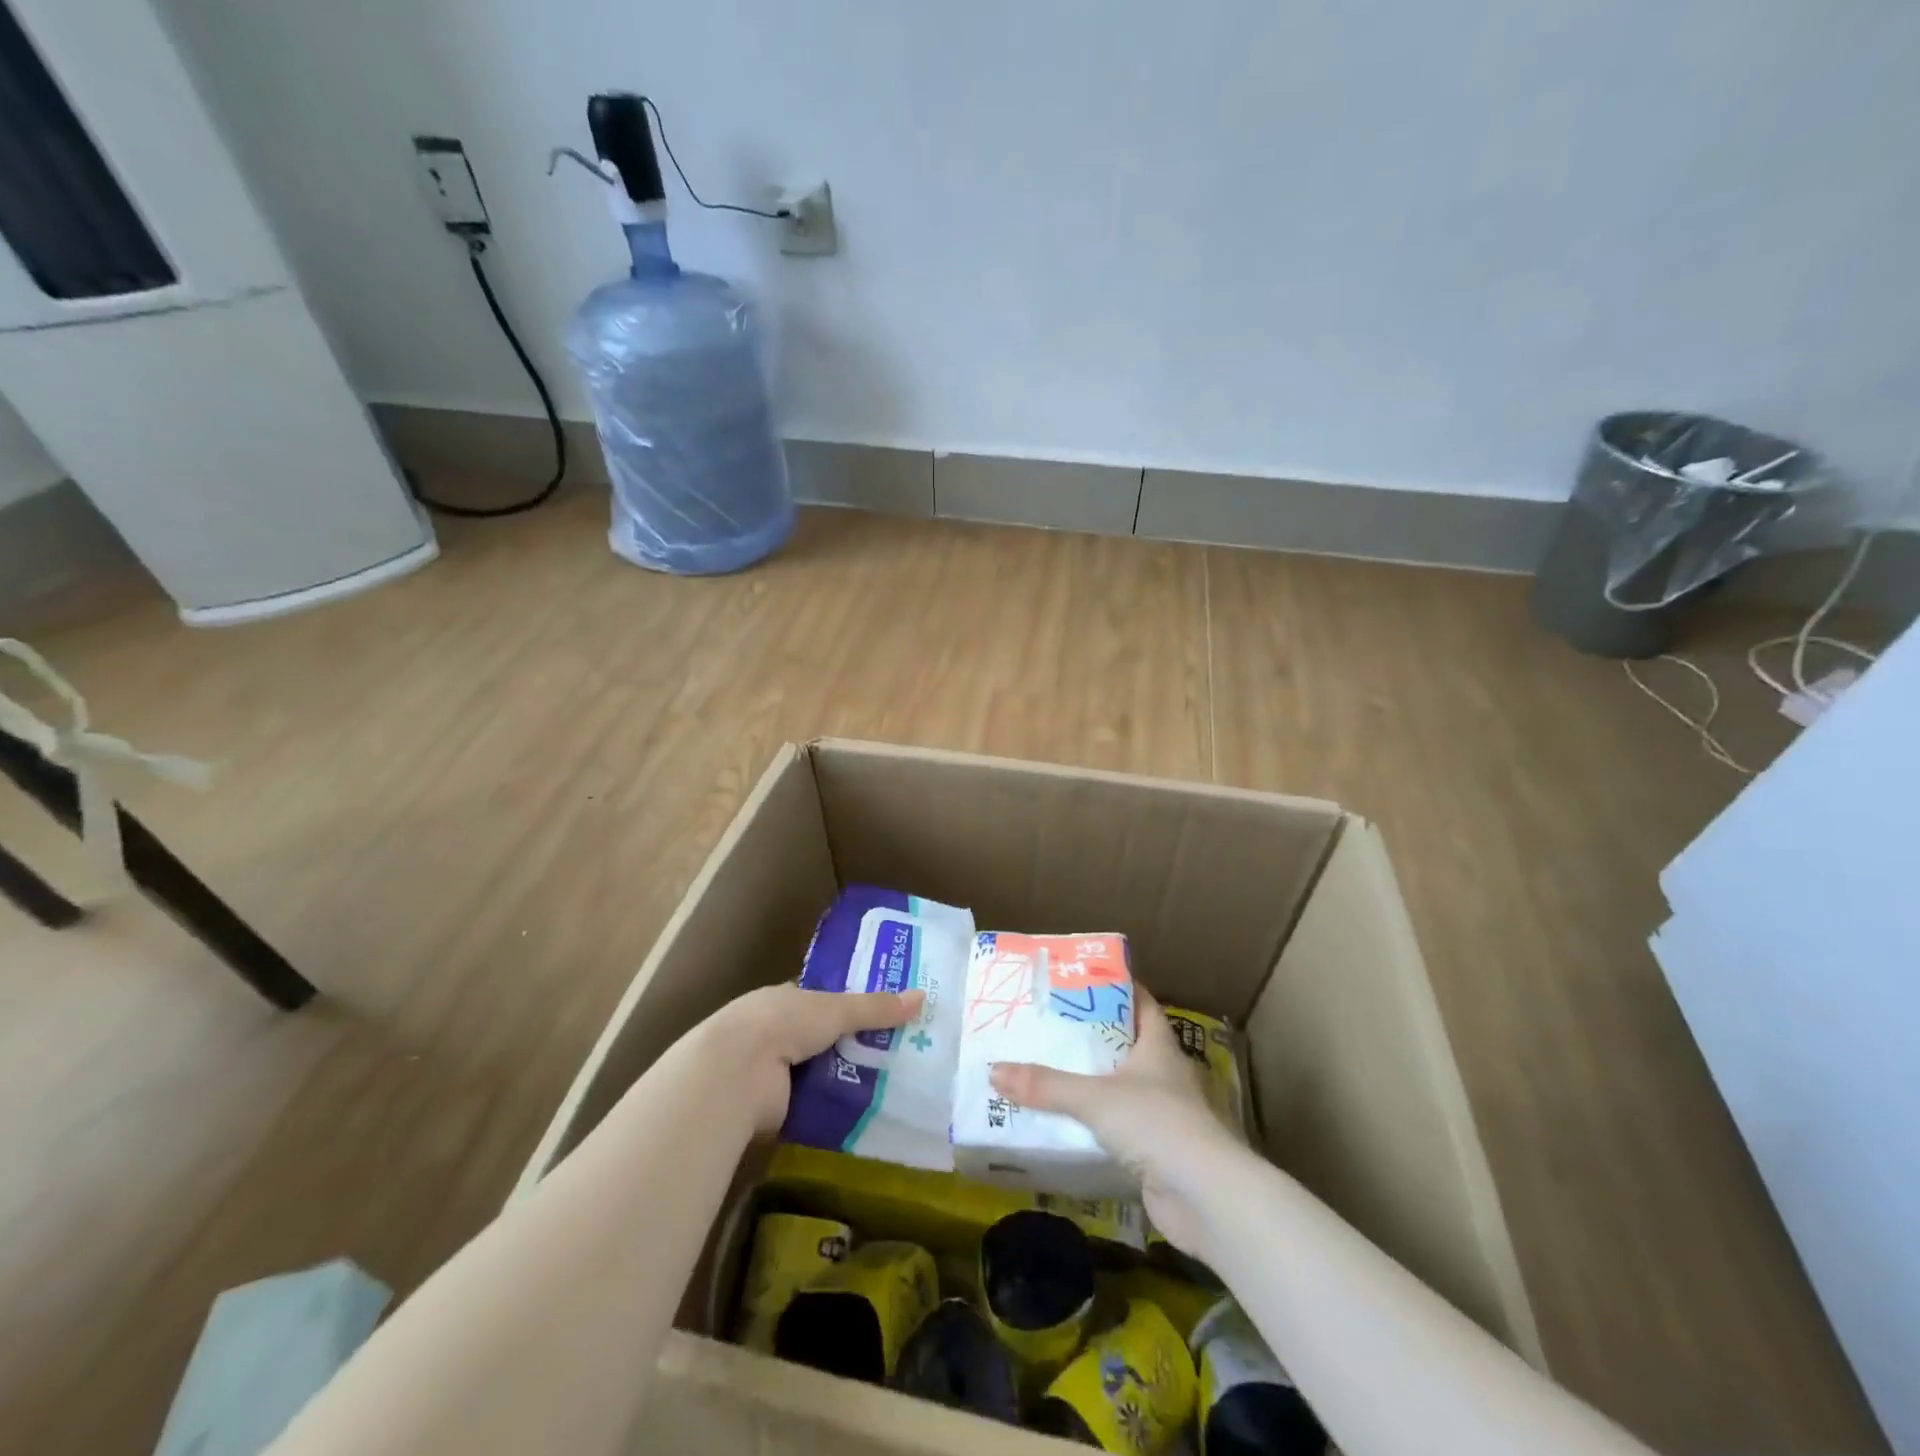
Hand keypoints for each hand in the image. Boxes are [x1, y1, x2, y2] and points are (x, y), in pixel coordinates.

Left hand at [711, 983, 924, 1132]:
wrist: (734, 1074)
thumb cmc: (782, 1024)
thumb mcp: (835, 1009)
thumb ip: (875, 1008)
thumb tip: (922, 997)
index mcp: (784, 1000)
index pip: (821, 1001)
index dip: (850, 1007)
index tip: (884, 1015)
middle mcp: (775, 1033)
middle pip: (822, 1039)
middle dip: (853, 1047)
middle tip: (898, 1054)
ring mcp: (770, 1072)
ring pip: (818, 1073)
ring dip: (845, 1080)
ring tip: (892, 1087)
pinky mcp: (772, 1109)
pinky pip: (812, 1106)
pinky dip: (833, 1109)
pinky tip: (865, 1114)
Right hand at [990, 987, 1240, 1254]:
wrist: (1204, 1197)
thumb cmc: (1156, 1124)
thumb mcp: (1094, 1097)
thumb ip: (1046, 1085)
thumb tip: (994, 1070)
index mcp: (1158, 1046)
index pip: (1140, 1003)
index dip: (1116, 988)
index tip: (1080, 980)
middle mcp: (1163, 1074)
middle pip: (1126, 1043)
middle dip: (1091, 1035)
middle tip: (1049, 1024)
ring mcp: (1162, 1113)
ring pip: (1120, 1086)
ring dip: (1090, 1081)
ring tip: (1047, 1069)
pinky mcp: (1156, 1150)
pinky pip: (1117, 1125)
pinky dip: (1094, 1122)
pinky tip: (1064, 1122)